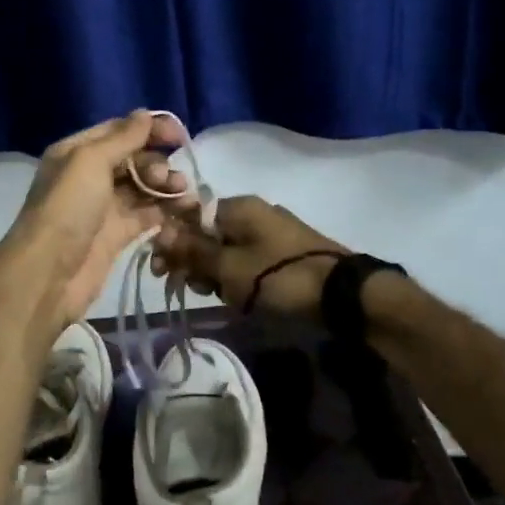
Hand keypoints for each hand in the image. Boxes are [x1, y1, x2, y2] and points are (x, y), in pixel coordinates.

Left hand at [2, 111, 192, 327]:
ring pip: (143, 188)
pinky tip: (184, 210)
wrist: (49, 273)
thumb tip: (147, 113)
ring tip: (182, 194)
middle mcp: (89, 176)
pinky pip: (146, 215)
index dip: (150, 129)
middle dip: (157, 162)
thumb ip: (123, 137)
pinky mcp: (117, 235)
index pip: (119, 131)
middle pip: (133, 159)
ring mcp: (104, 207)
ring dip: (165, 186)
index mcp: (77, 152)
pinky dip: (165, 211)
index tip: (179, 135)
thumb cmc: (68, 208)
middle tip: (168, 178)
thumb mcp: (90, 161)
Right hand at [151, 196, 348, 318]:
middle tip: (193, 288)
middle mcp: (253, 213)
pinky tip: (240, 298)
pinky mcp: (284, 253)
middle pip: (207, 234)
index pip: (189, 216)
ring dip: (216, 273)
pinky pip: (248, 261)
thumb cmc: (278, 277)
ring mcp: (271, 232)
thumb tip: (161, 231)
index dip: (172, 242)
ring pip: (227, 250)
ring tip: (221, 297)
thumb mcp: (228, 267)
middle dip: (194, 261)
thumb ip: (193, 250)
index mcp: (238, 207)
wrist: (342, 295)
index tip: (162, 270)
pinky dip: (238, 278)